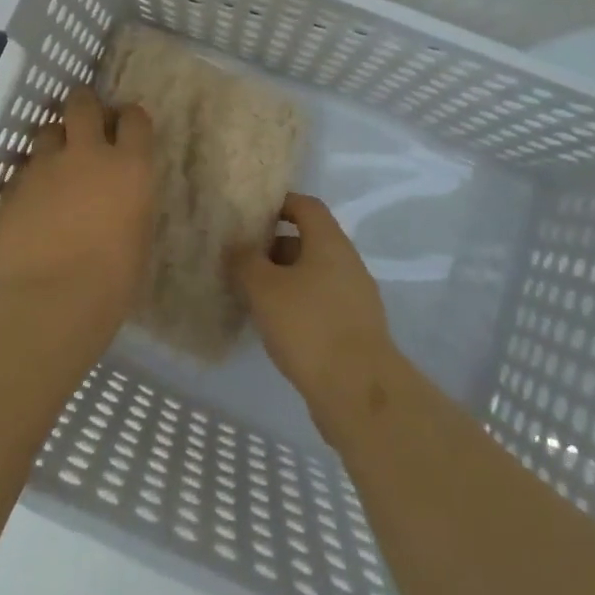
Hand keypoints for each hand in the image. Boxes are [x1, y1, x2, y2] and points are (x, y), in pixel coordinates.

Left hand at [0, 86, 154, 342]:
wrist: (55, 301)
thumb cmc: (115, 277)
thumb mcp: (139, 229)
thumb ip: (129, 196)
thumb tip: (118, 188)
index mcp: (129, 165)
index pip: (134, 118)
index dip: (129, 118)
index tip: (124, 127)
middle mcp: (86, 154)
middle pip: (82, 104)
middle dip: (83, 105)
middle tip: (84, 120)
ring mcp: (43, 168)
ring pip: (46, 132)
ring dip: (53, 142)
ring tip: (54, 164)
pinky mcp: (12, 188)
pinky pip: (22, 172)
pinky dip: (29, 180)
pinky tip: (31, 203)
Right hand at [232, 194, 397, 428]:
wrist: (357, 390)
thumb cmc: (308, 326)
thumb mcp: (264, 288)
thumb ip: (245, 261)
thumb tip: (236, 246)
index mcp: (330, 242)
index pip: (306, 206)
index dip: (279, 203)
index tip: (251, 214)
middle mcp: (347, 262)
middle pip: (308, 241)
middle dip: (274, 247)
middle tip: (242, 259)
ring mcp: (355, 297)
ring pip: (313, 274)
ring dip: (284, 279)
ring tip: (252, 295)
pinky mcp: (355, 329)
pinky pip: (321, 303)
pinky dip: (298, 305)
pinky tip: (275, 325)